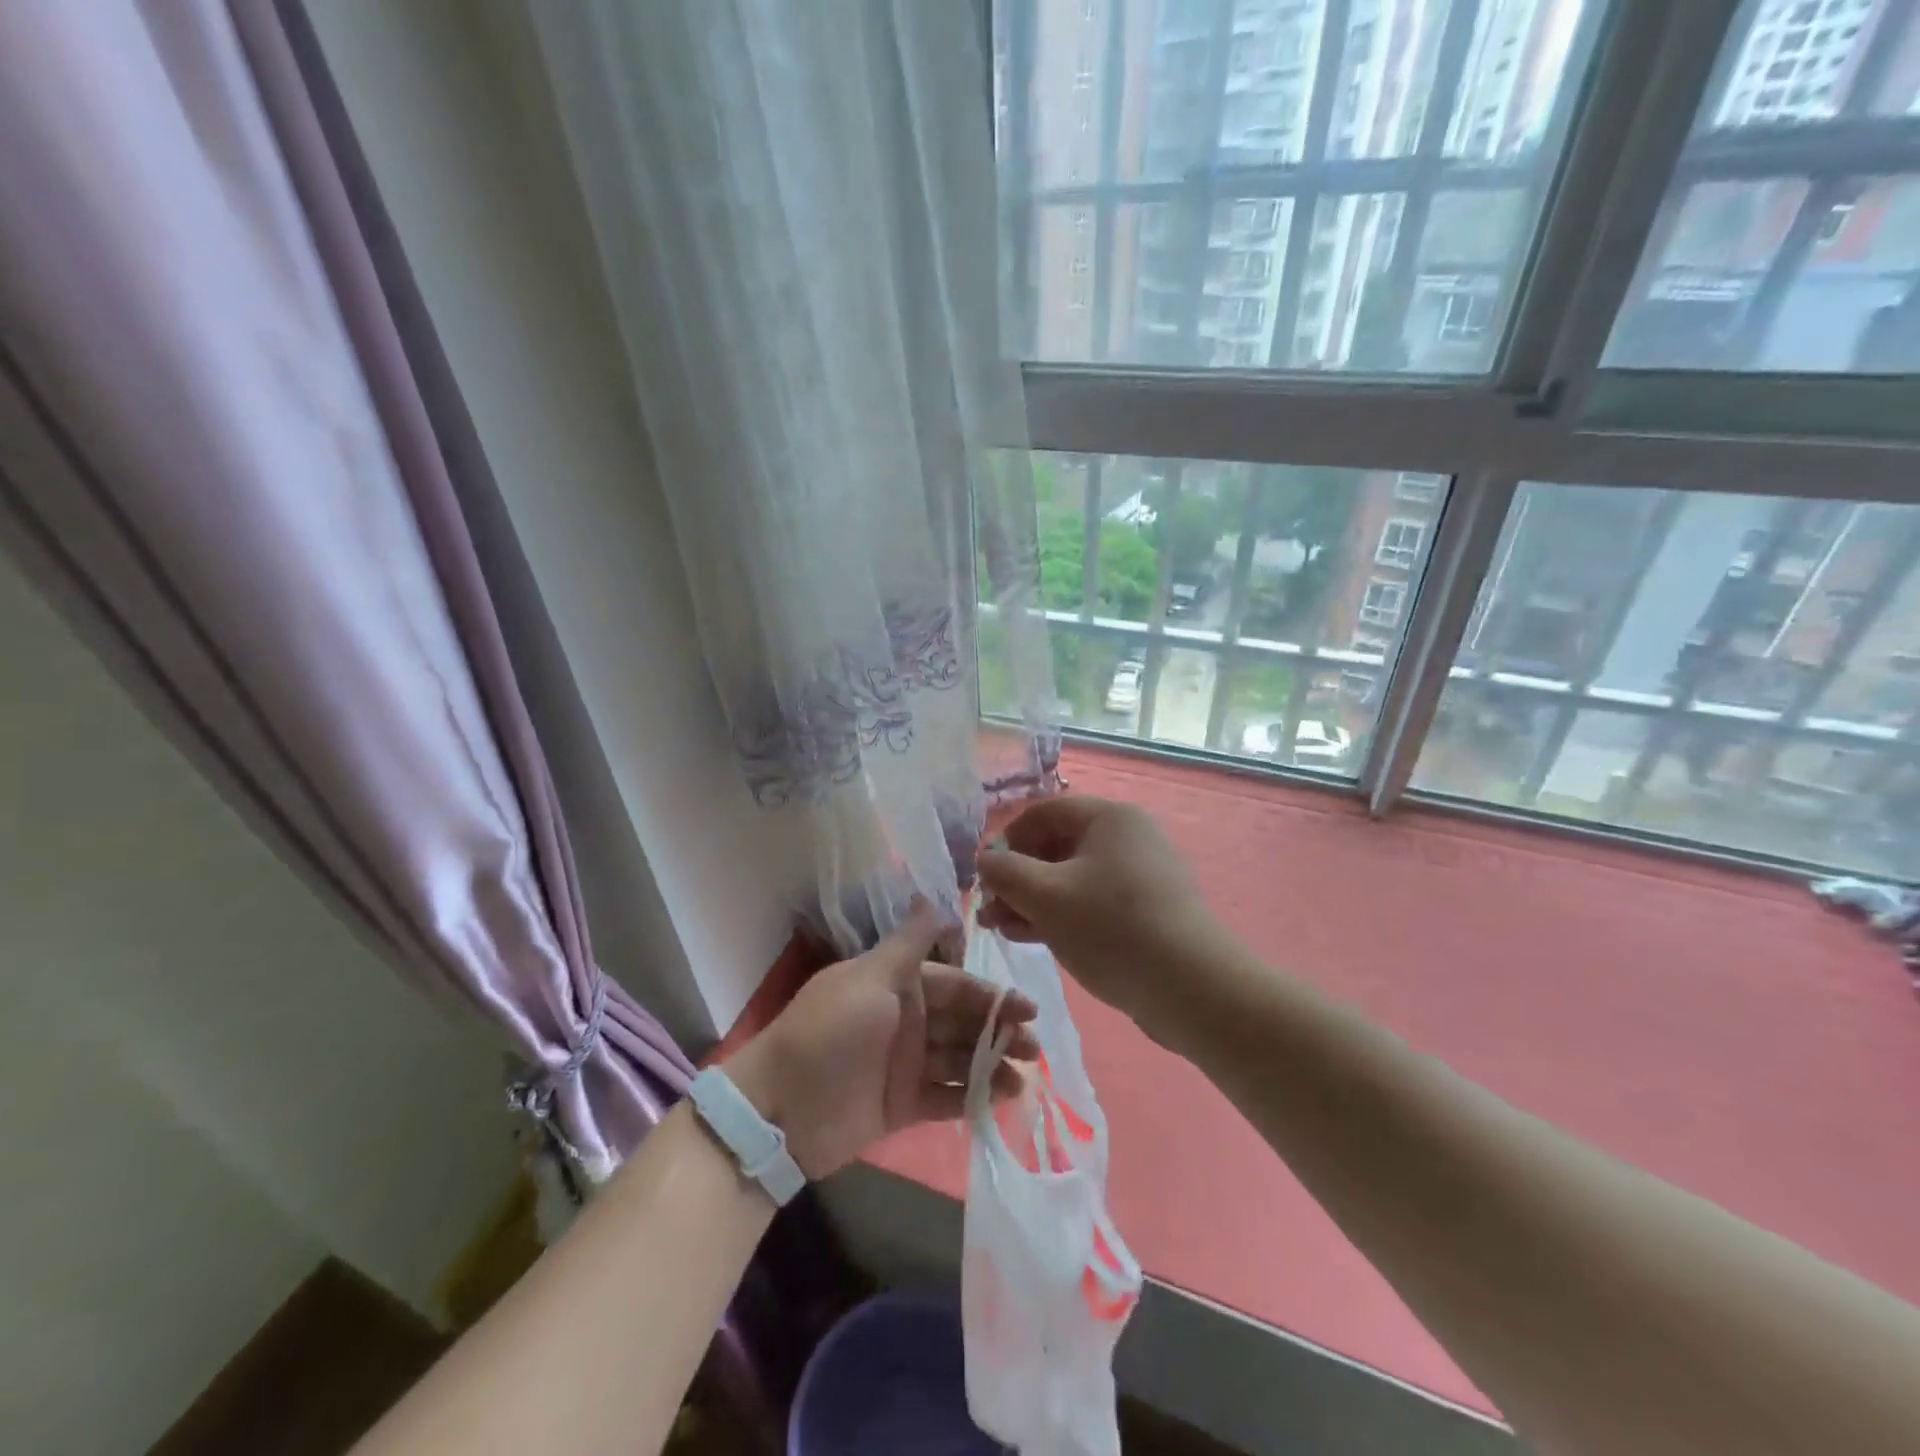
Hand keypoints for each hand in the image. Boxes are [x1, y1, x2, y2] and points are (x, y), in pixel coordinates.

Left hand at [724, 902, 1037, 1179]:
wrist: (781, 1109)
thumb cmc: (830, 1032)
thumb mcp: (869, 978)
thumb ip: (908, 944)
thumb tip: (932, 898)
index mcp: (898, 986)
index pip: (956, 985)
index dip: (992, 995)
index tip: (1029, 1008)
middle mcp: (906, 1020)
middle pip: (963, 1022)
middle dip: (999, 1032)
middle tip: (1035, 1047)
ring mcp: (905, 1064)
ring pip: (959, 1060)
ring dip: (991, 1065)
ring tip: (1024, 1078)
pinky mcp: (902, 1105)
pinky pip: (945, 1097)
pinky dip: (971, 1097)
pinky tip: (1000, 1100)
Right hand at [977, 796, 1230, 1035]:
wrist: (1192, 988)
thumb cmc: (1112, 928)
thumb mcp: (1046, 897)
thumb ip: (1005, 872)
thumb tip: (985, 860)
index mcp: (1109, 818)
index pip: (1042, 813)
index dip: (1006, 841)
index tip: (985, 877)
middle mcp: (1127, 837)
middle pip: (1056, 846)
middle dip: (1017, 878)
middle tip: (989, 912)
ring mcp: (1140, 875)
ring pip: (1071, 878)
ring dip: (1033, 900)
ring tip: (1002, 929)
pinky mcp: (1146, 911)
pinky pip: (1092, 901)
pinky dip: (1061, 915)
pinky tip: (1033, 939)